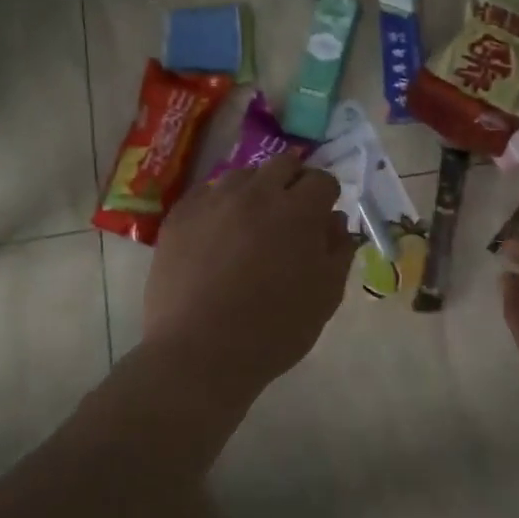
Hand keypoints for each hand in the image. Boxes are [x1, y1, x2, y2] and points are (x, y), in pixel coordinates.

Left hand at [142, 149, 356, 402]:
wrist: (199, 352)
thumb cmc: (273, 330)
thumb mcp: (325, 296)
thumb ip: (338, 250)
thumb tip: (335, 220)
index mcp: (298, 211)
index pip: (322, 180)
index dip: (326, 197)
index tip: (322, 219)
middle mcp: (257, 193)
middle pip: (283, 164)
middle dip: (294, 182)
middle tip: (291, 215)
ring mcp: (214, 200)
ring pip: (243, 175)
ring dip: (256, 190)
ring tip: (252, 223)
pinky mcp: (180, 215)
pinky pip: (207, 193)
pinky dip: (220, 204)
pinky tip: (218, 233)